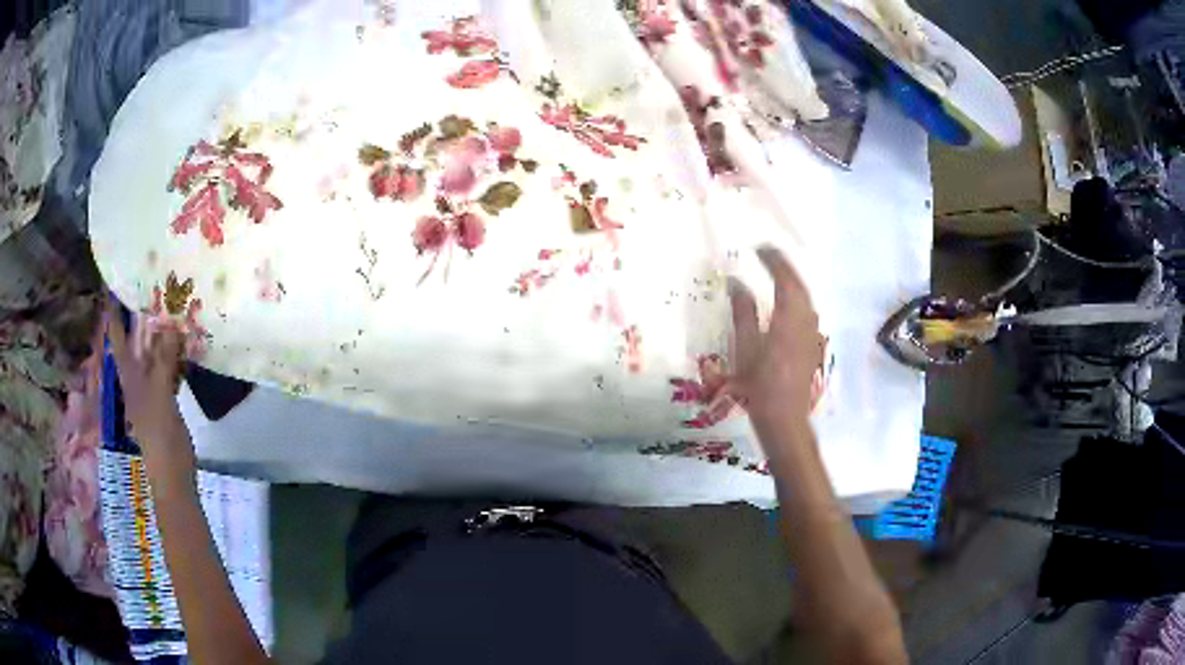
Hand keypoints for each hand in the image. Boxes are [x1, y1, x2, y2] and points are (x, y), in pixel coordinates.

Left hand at [106, 299, 194, 478]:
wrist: (173, 477)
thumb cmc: (160, 439)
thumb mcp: (160, 398)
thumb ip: (164, 361)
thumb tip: (171, 323)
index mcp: (129, 376)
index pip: (117, 338)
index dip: (114, 312)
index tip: (114, 284)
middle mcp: (137, 378)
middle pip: (136, 342)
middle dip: (141, 316)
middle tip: (152, 286)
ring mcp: (152, 389)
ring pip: (154, 354)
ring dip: (161, 334)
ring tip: (171, 307)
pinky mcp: (167, 400)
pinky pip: (169, 369)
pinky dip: (174, 354)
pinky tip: (185, 344)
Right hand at [728, 246, 825, 438]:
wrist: (784, 419)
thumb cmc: (759, 385)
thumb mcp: (745, 348)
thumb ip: (742, 312)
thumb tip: (736, 283)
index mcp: (788, 318)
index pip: (784, 279)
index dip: (773, 260)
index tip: (758, 248)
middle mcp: (805, 321)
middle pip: (799, 285)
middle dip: (784, 268)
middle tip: (767, 255)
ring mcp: (812, 334)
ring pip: (805, 299)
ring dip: (792, 283)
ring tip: (775, 275)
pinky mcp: (812, 346)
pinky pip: (806, 313)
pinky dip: (795, 300)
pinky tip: (785, 306)